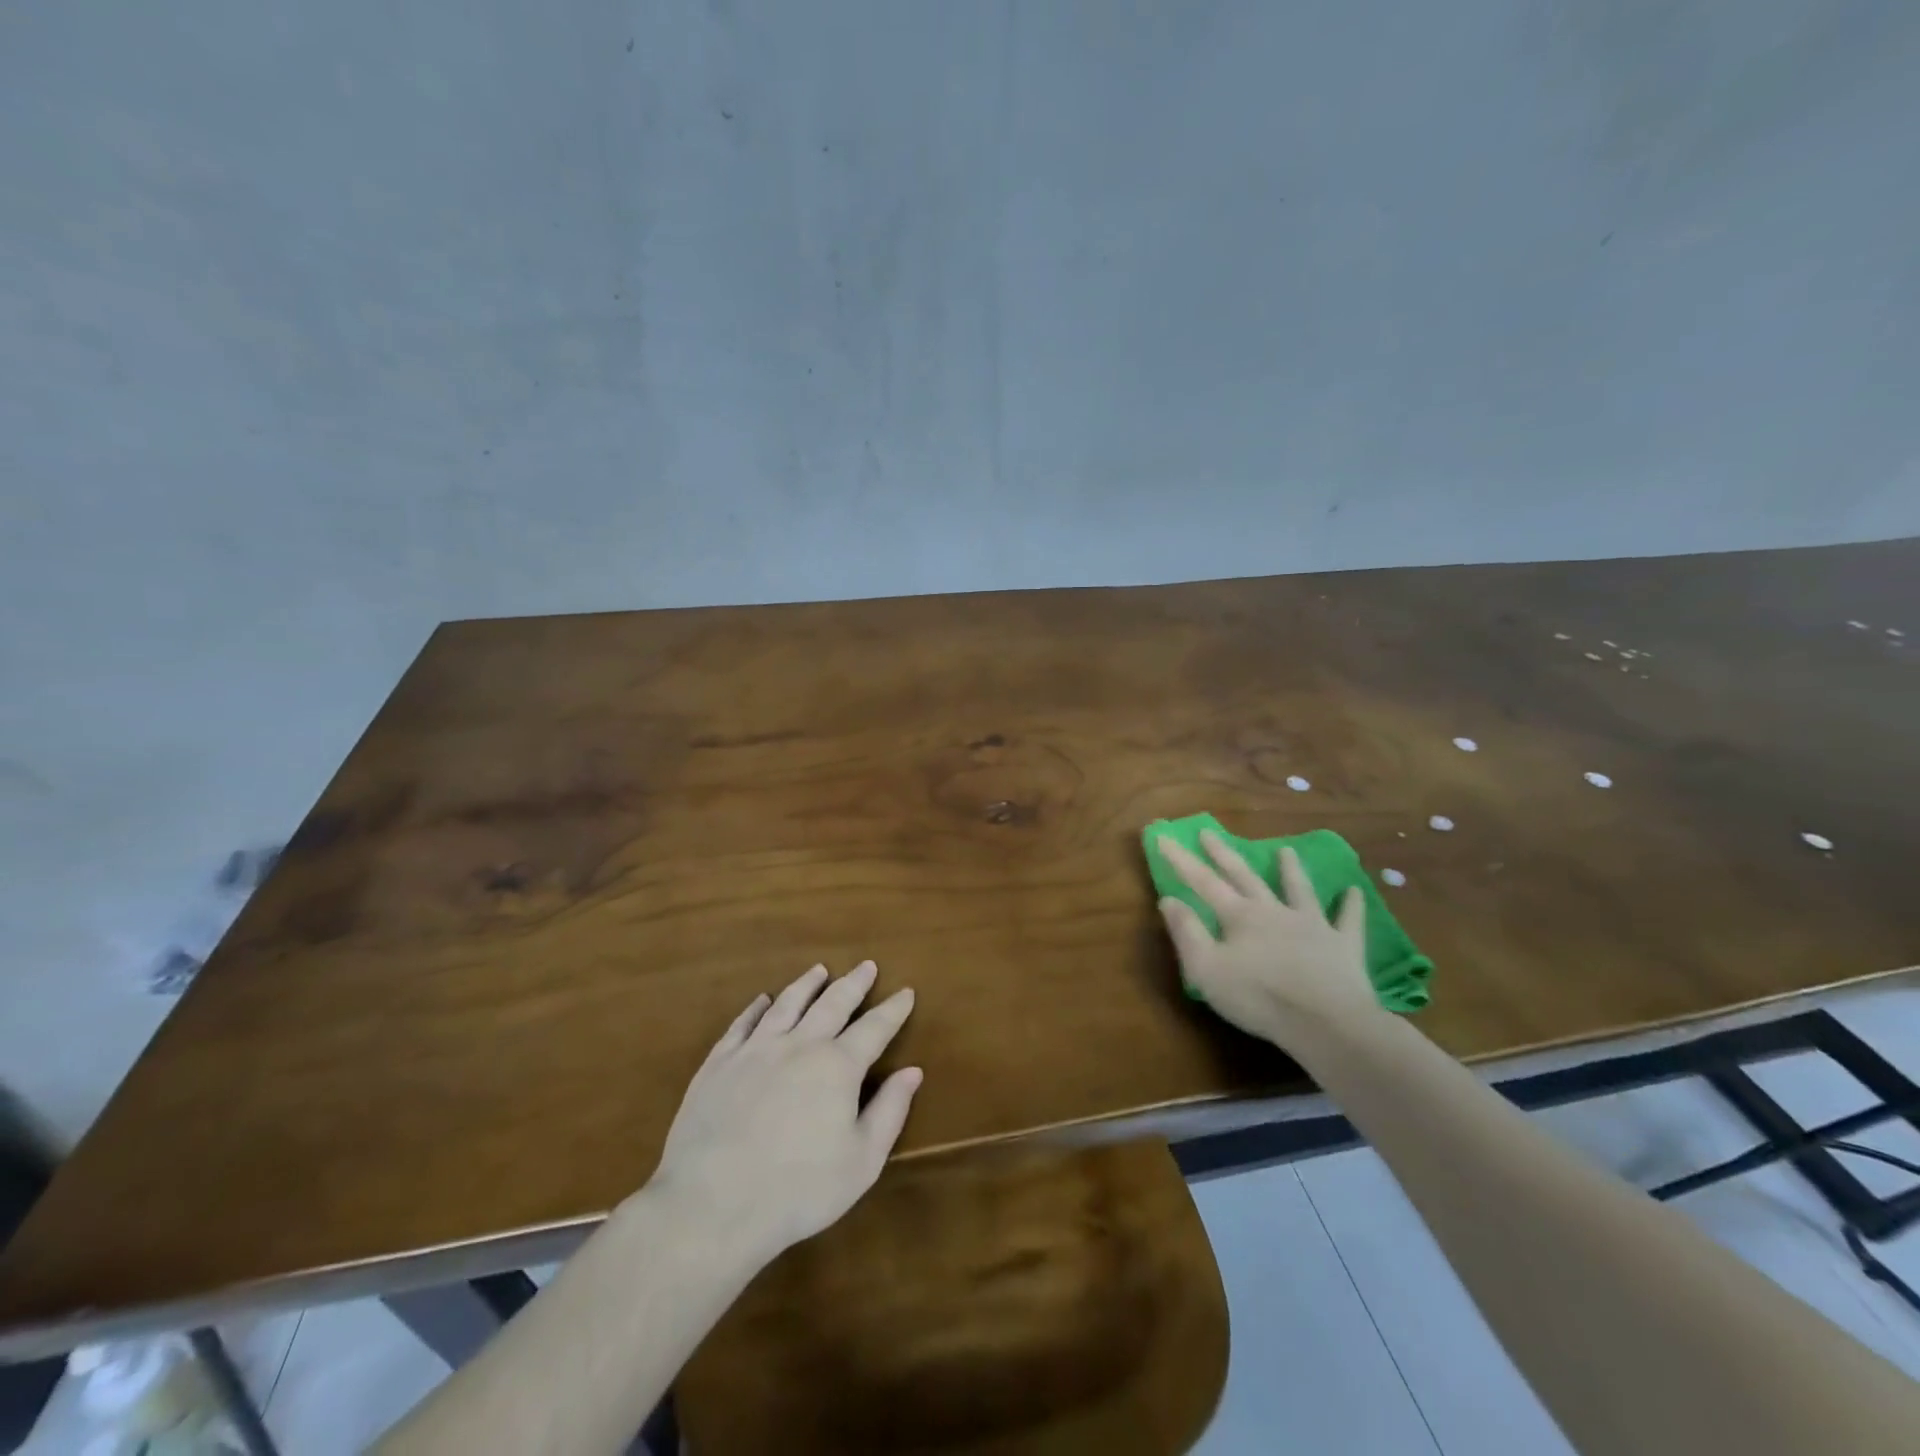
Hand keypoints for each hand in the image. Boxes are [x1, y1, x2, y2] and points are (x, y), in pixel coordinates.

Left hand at [644, 961, 921, 1271]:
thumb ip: (889, 1112)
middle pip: (832, 1003)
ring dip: (807, 985)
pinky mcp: (719, 1063)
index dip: (893, 1009)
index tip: (906, 991)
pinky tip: (762, 1000)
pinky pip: (742, 1024)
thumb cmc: (797, 1190)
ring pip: (787, 1004)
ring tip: (819, 971)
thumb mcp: (861, 1162)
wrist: (712, 1204)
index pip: (874, 1028)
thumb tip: (912, 1071)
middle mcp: (799, 1045)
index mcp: (837, 1066)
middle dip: (854, 983)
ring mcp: (755, 1050)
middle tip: (866, 966)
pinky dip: (756, 1007)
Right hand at [1157, 830, 1382, 1047]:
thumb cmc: (1259, 998)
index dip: (1181, 859)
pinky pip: (1349, 920)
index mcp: (1239, 916)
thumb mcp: (1206, 970)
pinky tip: (1354, 890)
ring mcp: (1312, 925)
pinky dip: (1350, 905)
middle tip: (1209, 832)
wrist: (1327, 1023)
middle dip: (1224, 853)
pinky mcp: (1344, 945)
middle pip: (1245, 876)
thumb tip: (1168, 899)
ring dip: (1291, 869)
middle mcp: (1274, 911)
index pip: (1202, 881)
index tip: (1163, 836)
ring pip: (1299, 889)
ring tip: (1286, 849)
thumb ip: (1187, 933)